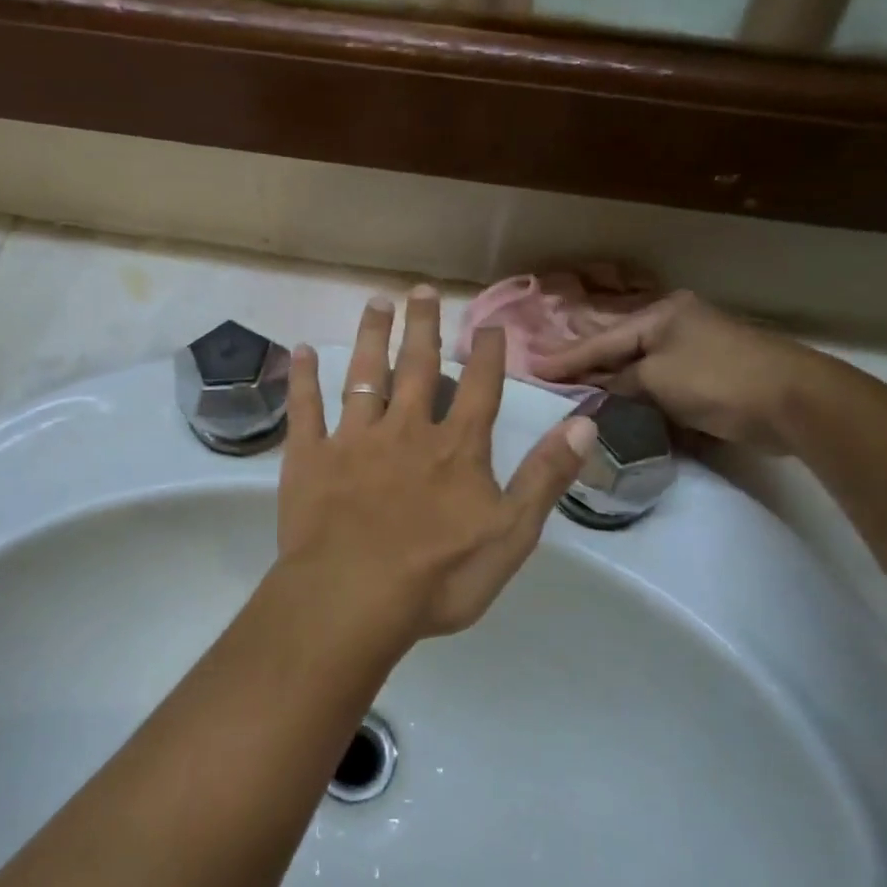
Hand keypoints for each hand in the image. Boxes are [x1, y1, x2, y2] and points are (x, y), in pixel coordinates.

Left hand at [276, 287, 595, 647]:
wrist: (354, 596)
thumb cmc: (439, 576)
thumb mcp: (512, 534)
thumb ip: (545, 477)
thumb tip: (585, 423)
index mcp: (455, 449)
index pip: (480, 389)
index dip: (487, 355)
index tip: (489, 324)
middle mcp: (406, 430)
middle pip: (418, 367)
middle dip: (423, 326)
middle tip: (422, 289)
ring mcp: (354, 440)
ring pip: (365, 375)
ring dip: (372, 337)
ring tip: (376, 303)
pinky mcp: (310, 457)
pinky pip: (305, 409)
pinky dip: (303, 379)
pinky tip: (302, 351)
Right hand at [530, 291, 831, 452]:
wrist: (793, 402)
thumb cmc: (717, 379)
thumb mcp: (656, 379)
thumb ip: (618, 383)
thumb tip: (595, 390)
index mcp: (661, 314)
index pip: (600, 340)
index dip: (565, 358)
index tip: (531, 369)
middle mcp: (674, 326)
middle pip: (618, 348)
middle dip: (585, 363)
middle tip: (547, 375)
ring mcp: (693, 351)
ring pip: (637, 368)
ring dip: (610, 382)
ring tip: (572, 392)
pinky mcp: (707, 379)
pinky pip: (658, 385)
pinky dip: (636, 396)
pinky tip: (615, 406)